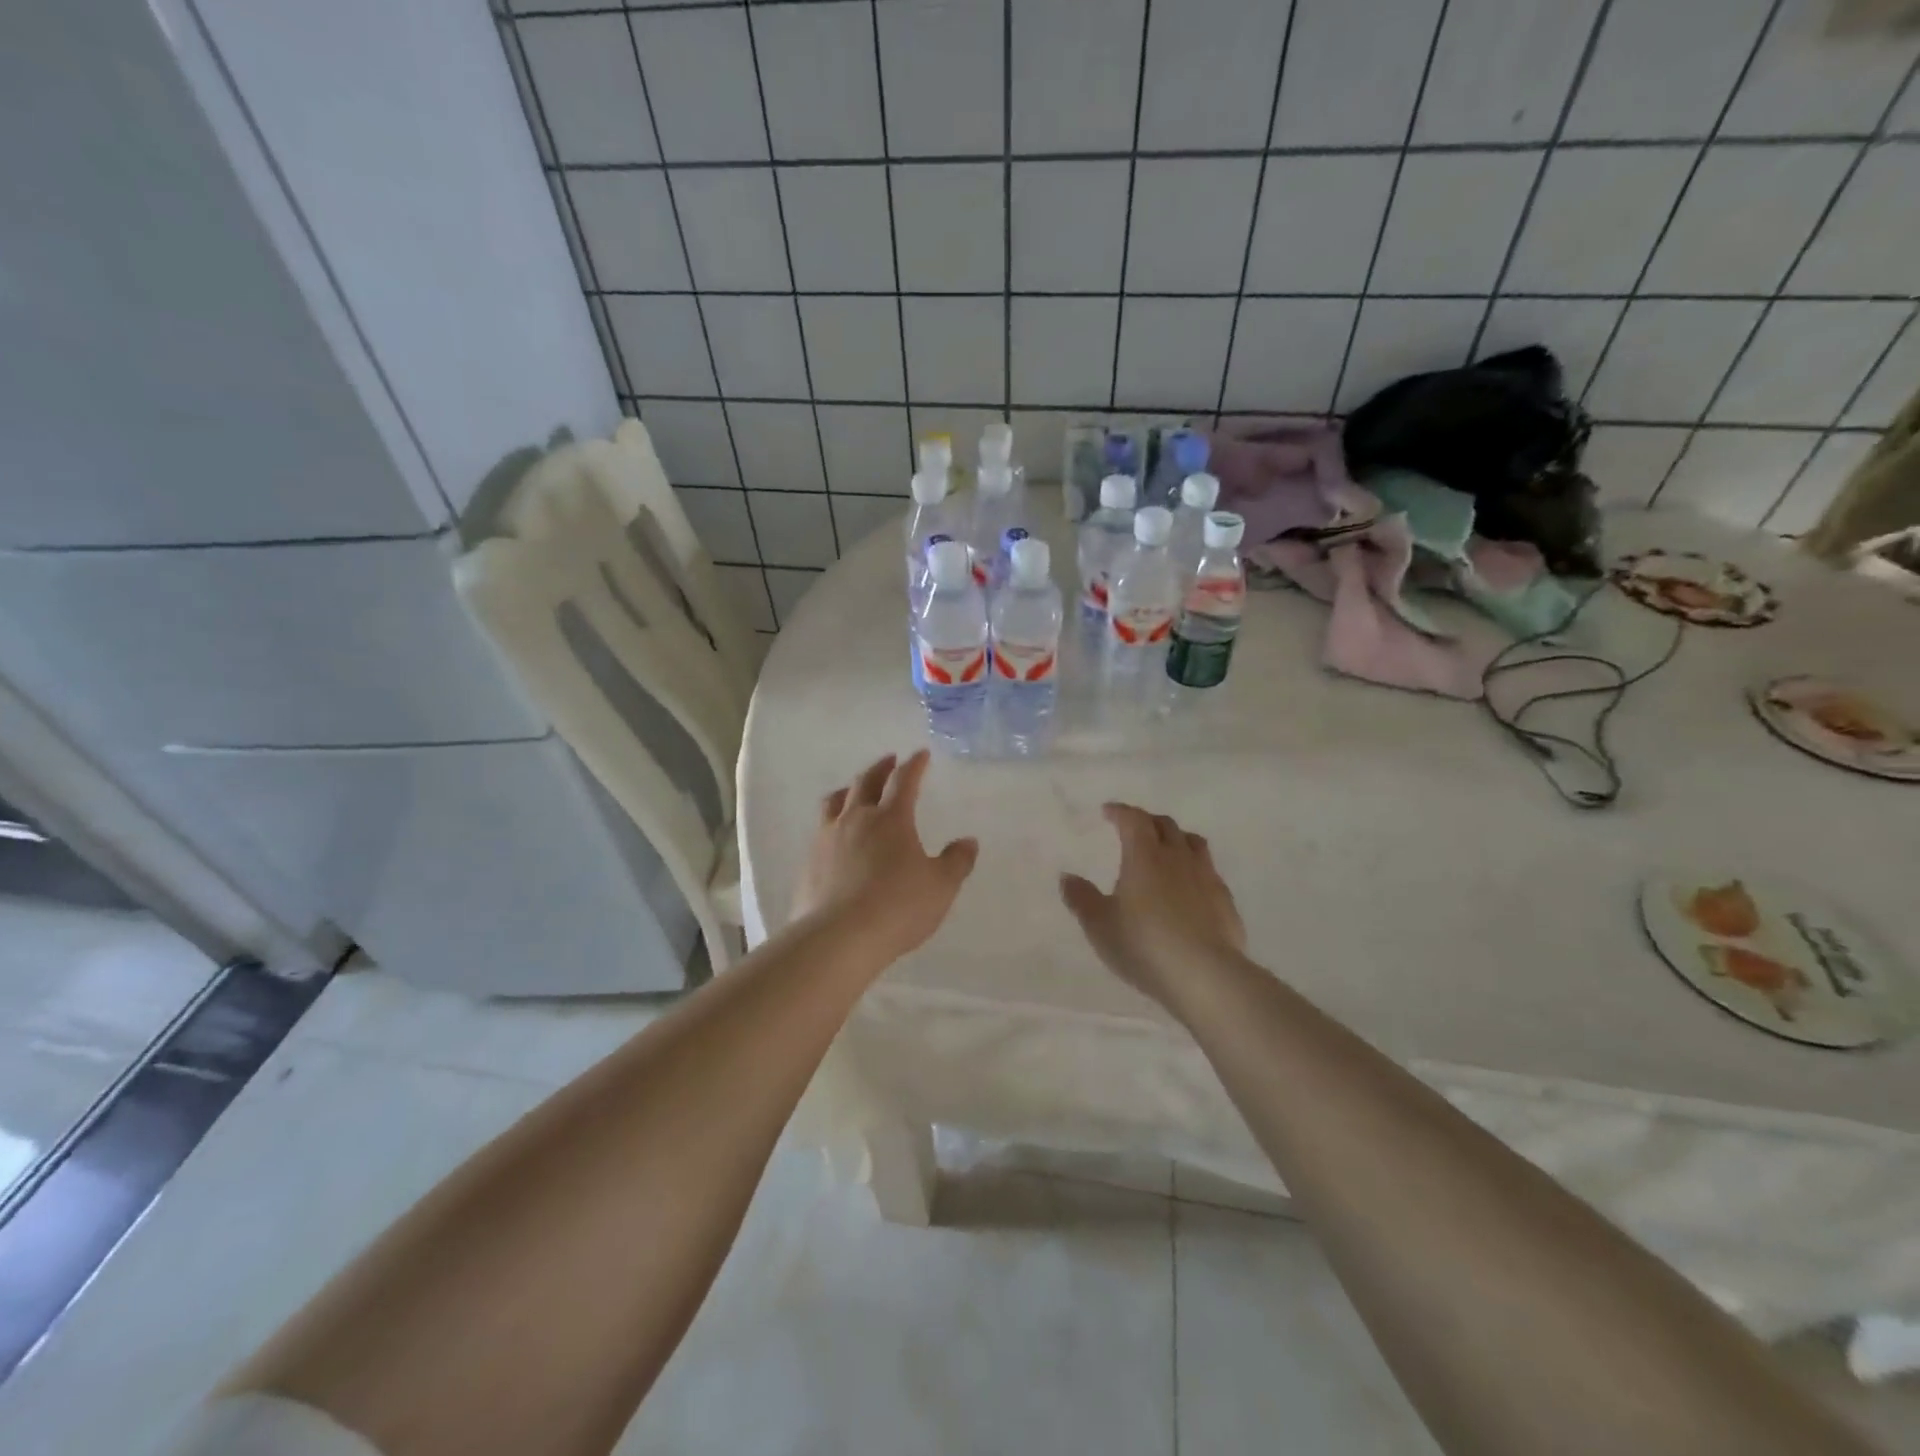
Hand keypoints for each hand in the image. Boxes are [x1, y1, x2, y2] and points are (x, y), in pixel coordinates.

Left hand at [792, 749, 977, 964]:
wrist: (838, 938)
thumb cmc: (898, 907)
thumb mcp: (940, 887)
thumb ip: (956, 861)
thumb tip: (968, 841)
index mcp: (891, 819)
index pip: (904, 780)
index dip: (914, 765)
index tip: (920, 754)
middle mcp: (856, 819)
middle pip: (865, 782)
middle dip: (881, 768)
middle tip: (889, 761)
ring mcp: (827, 838)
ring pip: (835, 801)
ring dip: (849, 789)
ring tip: (854, 789)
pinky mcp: (809, 861)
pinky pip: (821, 829)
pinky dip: (832, 821)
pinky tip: (836, 835)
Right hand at [1060, 803, 1245, 1011]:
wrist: (1205, 976)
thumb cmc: (1144, 945)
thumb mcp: (1100, 926)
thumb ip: (1082, 899)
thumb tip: (1067, 877)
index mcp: (1144, 856)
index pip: (1133, 820)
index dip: (1120, 812)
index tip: (1108, 811)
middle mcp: (1177, 857)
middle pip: (1165, 825)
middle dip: (1147, 821)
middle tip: (1134, 829)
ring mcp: (1206, 877)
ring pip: (1193, 843)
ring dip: (1176, 839)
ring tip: (1166, 849)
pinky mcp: (1225, 900)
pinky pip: (1209, 871)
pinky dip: (1195, 868)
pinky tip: (1190, 886)